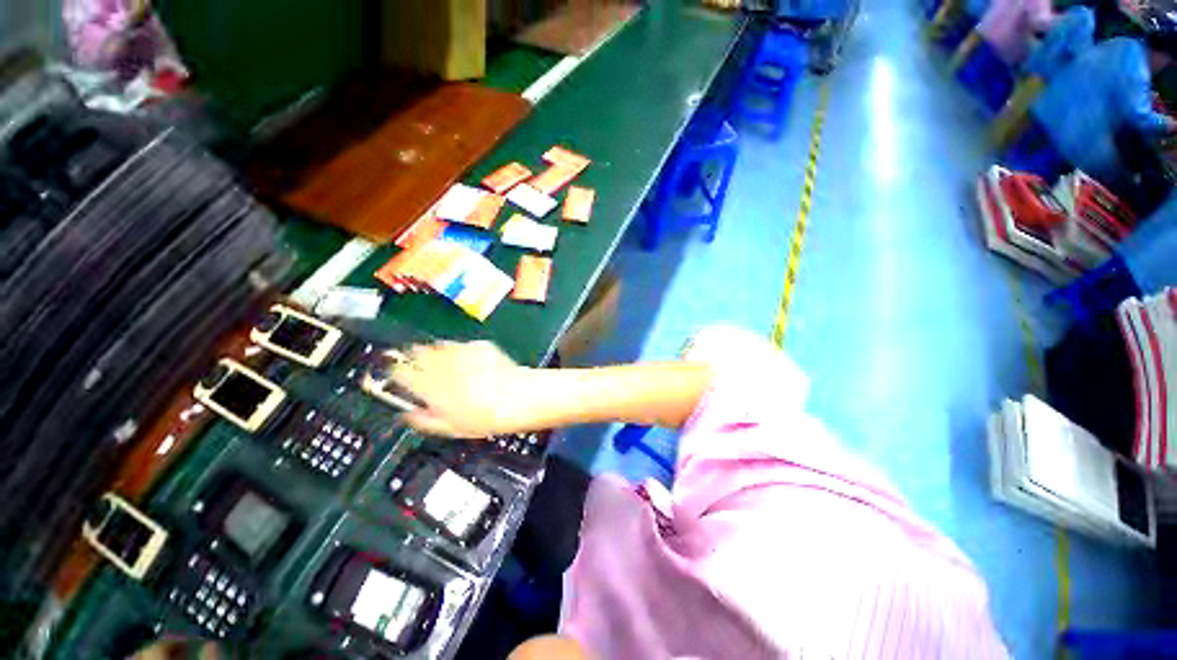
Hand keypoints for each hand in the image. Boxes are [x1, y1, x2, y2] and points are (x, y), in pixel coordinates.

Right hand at [391, 341, 536, 437]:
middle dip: (411, 357)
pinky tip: (466, 361)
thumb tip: (408, 413)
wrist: (519, 398)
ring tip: (441, 362)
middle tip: (415, 364)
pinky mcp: (479, 345)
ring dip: (433, 352)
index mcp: (431, 387)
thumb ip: (424, 419)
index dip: (393, 373)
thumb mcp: (450, 428)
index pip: (400, 373)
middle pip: (415, 352)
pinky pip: (461, 345)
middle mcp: (443, 365)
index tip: (394, 374)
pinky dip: (458, 351)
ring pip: (437, 345)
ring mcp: (461, 352)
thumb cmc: (485, 418)